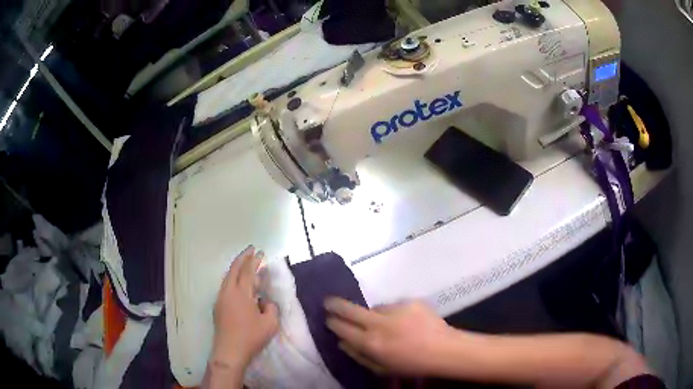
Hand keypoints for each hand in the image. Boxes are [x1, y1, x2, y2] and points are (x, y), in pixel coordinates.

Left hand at [211, 246, 278, 370]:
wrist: (229, 351)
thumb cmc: (251, 337)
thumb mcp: (270, 324)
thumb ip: (271, 308)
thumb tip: (265, 302)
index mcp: (241, 293)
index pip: (248, 271)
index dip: (255, 260)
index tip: (261, 252)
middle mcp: (228, 291)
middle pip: (234, 269)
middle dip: (242, 258)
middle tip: (250, 250)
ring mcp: (220, 298)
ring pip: (227, 277)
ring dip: (236, 268)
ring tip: (245, 265)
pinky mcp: (217, 306)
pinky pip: (225, 285)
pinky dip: (232, 278)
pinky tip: (238, 284)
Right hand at [324, 298, 455, 375]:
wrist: (445, 350)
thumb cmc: (411, 365)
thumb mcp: (382, 368)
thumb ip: (358, 355)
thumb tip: (341, 342)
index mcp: (371, 343)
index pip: (343, 329)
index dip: (333, 323)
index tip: (328, 319)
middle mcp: (380, 323)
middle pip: (350, 310)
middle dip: (336, 305)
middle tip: (328, 302)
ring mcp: (396, 309)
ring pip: (375, 308)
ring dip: (375, 315)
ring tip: (390, 326)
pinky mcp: (410, 301)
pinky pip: (395, 306)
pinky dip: (395, 313)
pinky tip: (406, 322)